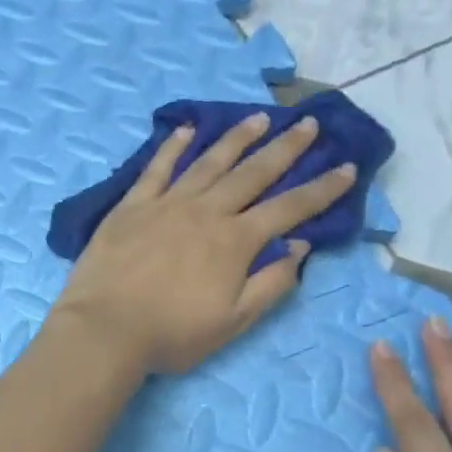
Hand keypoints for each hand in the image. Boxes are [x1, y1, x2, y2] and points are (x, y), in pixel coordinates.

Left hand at [49, 113, 357, 375]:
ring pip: (208, 162)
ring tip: (258, 118)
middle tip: (307, 123)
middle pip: (252, 173)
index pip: (289, 208)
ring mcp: (166, 204)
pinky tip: (186, 130)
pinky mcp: (131, 205)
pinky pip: (156, 168)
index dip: (321, 189)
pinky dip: (172, 147)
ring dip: (236, 139)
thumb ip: (270, 283)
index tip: (347, 167)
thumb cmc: (172, 333)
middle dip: (285, 148)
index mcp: (235, 241)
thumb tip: (300, 246)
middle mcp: (205, 212)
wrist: (105, 328)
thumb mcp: (233, 321)